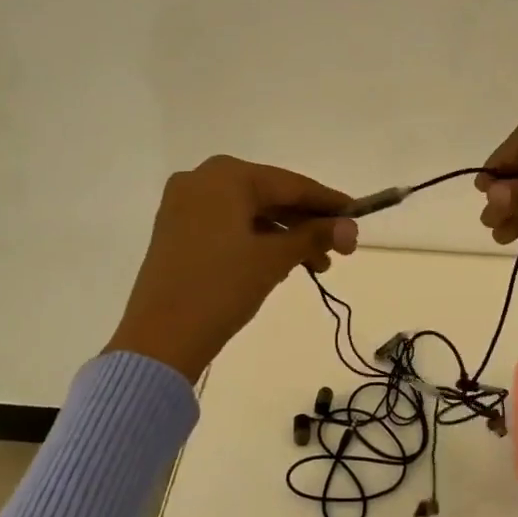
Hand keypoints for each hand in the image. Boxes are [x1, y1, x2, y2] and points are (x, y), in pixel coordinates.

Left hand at [107, 156, 357, 377]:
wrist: (159, 340)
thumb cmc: (221, 288)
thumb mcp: (274, 259)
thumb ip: (314, 236)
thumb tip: (351, 227)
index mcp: (226, 176)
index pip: (290, 184)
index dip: (328, 202)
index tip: (358, 215)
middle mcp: (202, 179)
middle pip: (270, 196)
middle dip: (306, 223)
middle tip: (339, 249)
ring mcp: (184, 205)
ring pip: (249, 212)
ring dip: (284, 235)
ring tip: (315, 266)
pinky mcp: (176, 230)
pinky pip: (228, 225)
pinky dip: (257, 240)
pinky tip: (281, 263)